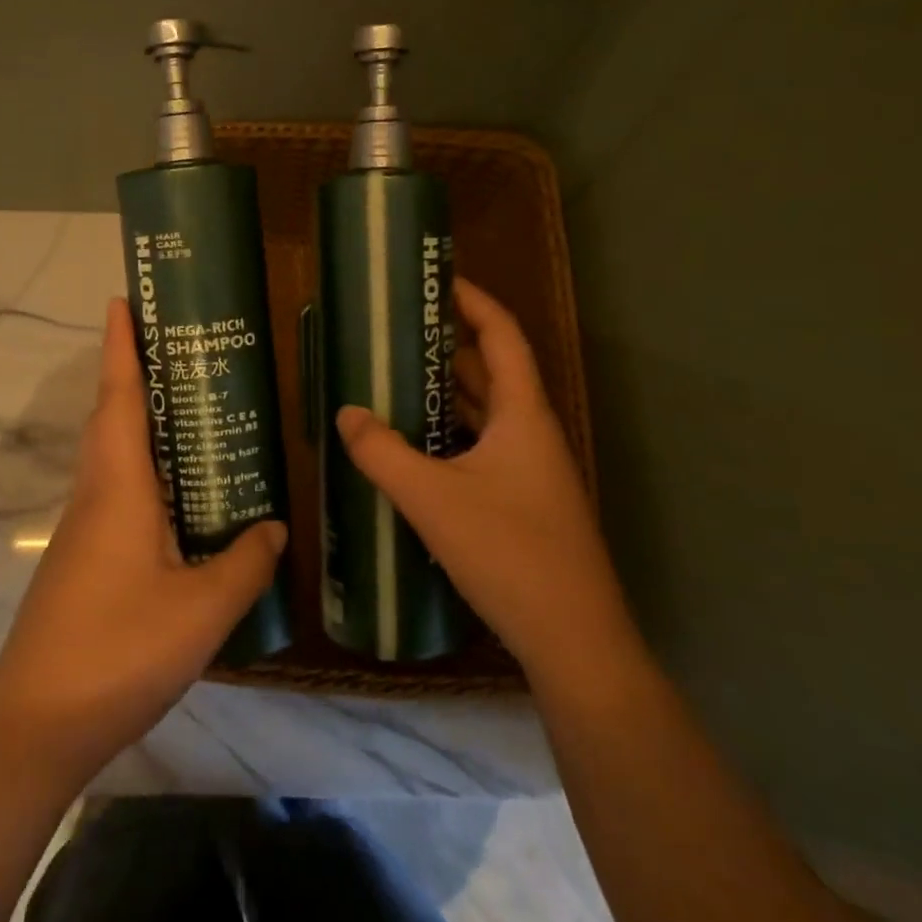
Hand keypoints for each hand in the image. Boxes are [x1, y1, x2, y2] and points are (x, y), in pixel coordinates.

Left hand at [0, 298, 285, 785]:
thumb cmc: (119, 651)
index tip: (122, 299)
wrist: (36, 726)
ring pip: (111, 455)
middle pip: (111, 416)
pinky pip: (115, 493)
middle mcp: (95, 495)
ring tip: (186, 408)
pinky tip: (176, 496)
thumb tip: (275, 527)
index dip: (121, 345)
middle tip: (173, 344)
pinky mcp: (81, 560)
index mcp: (118, 487)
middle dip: (132, 371)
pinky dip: (142, 471)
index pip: (119, 396)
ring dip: (137, 420)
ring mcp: (82, 530)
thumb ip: (244, 564)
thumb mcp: (202, 610)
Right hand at [335, 277, 631, 682]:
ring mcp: (531, 471)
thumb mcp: (433, 499)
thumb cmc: (510, 553)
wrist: (575, 642)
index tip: (437, 279)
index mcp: (524, 415)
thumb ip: (383, 452)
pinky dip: (450, 433)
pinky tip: (414, 445)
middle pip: (493, 371)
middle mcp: (532, 433)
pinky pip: (482, 447)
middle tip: (399, 330)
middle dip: (449, 344)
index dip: (473, 301)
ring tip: (397, 377)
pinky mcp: (523, 502)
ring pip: (487, 413)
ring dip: (448, 391)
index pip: (502, 336)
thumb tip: (346, 413)